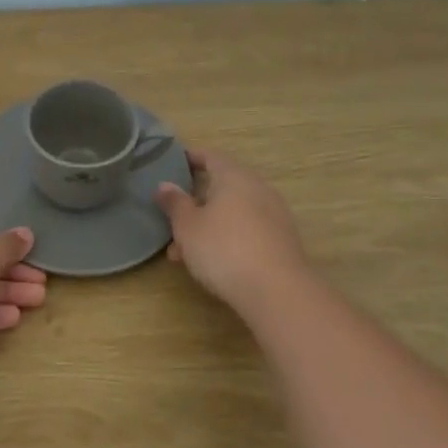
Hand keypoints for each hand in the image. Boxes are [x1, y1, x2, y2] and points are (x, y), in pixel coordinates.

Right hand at [155, 149, 312, 308]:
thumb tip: (165, 185)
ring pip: (233, 213)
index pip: (210, 156)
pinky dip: (227, 238)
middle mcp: (258, 188)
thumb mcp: (187, 226)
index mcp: (234, 176)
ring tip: (183, 253)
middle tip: (172, 218)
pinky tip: (211, 263)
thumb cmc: (224, 249)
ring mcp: (274, 215)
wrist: (277, 291)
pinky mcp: (281, 240)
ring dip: (208, 226)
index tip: (174, 163)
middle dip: (195, 203)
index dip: (191, 158)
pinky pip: (247, 230)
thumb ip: (175, 203)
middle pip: (222, 187)